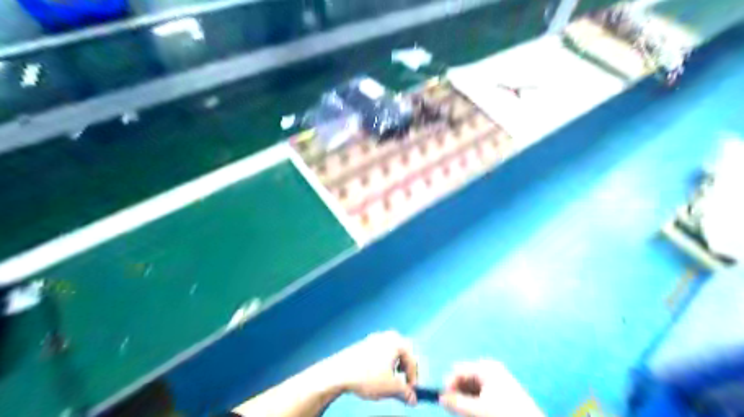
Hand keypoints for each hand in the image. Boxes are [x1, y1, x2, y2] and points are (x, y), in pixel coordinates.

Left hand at [329, 331, 417, 404]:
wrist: (339, 372)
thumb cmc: (367, 377)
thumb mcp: (391, 388)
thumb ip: (405, 393)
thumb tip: (413, 399)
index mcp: (396, 342)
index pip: (412, 360)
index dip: (414, 379)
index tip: (412, 392)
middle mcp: (387, 336)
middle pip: (403, 354)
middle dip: (405, 371)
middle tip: (403, 386)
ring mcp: (374, 338)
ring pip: (391, 354)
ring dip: (394, 369)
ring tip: (388, 383)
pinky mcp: (364, 344)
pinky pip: (380, 354)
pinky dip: (383, 365)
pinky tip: (375, 377)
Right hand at [437, 360, 544, 415]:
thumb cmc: (506, 414)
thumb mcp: (477, 410)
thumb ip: (456, 403)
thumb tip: (440, 398)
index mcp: (485, 367)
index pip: (459, 370)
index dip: (449, 384)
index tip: (443, 400)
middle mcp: (491, 369)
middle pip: (465, 378)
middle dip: (459, 392)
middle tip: (456, 409)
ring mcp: (497, 379)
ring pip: (472, 387)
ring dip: (466, 398)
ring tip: (467, 412)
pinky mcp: (502, 390)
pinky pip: (481, 392)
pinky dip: (475, 401)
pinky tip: (476, 411)